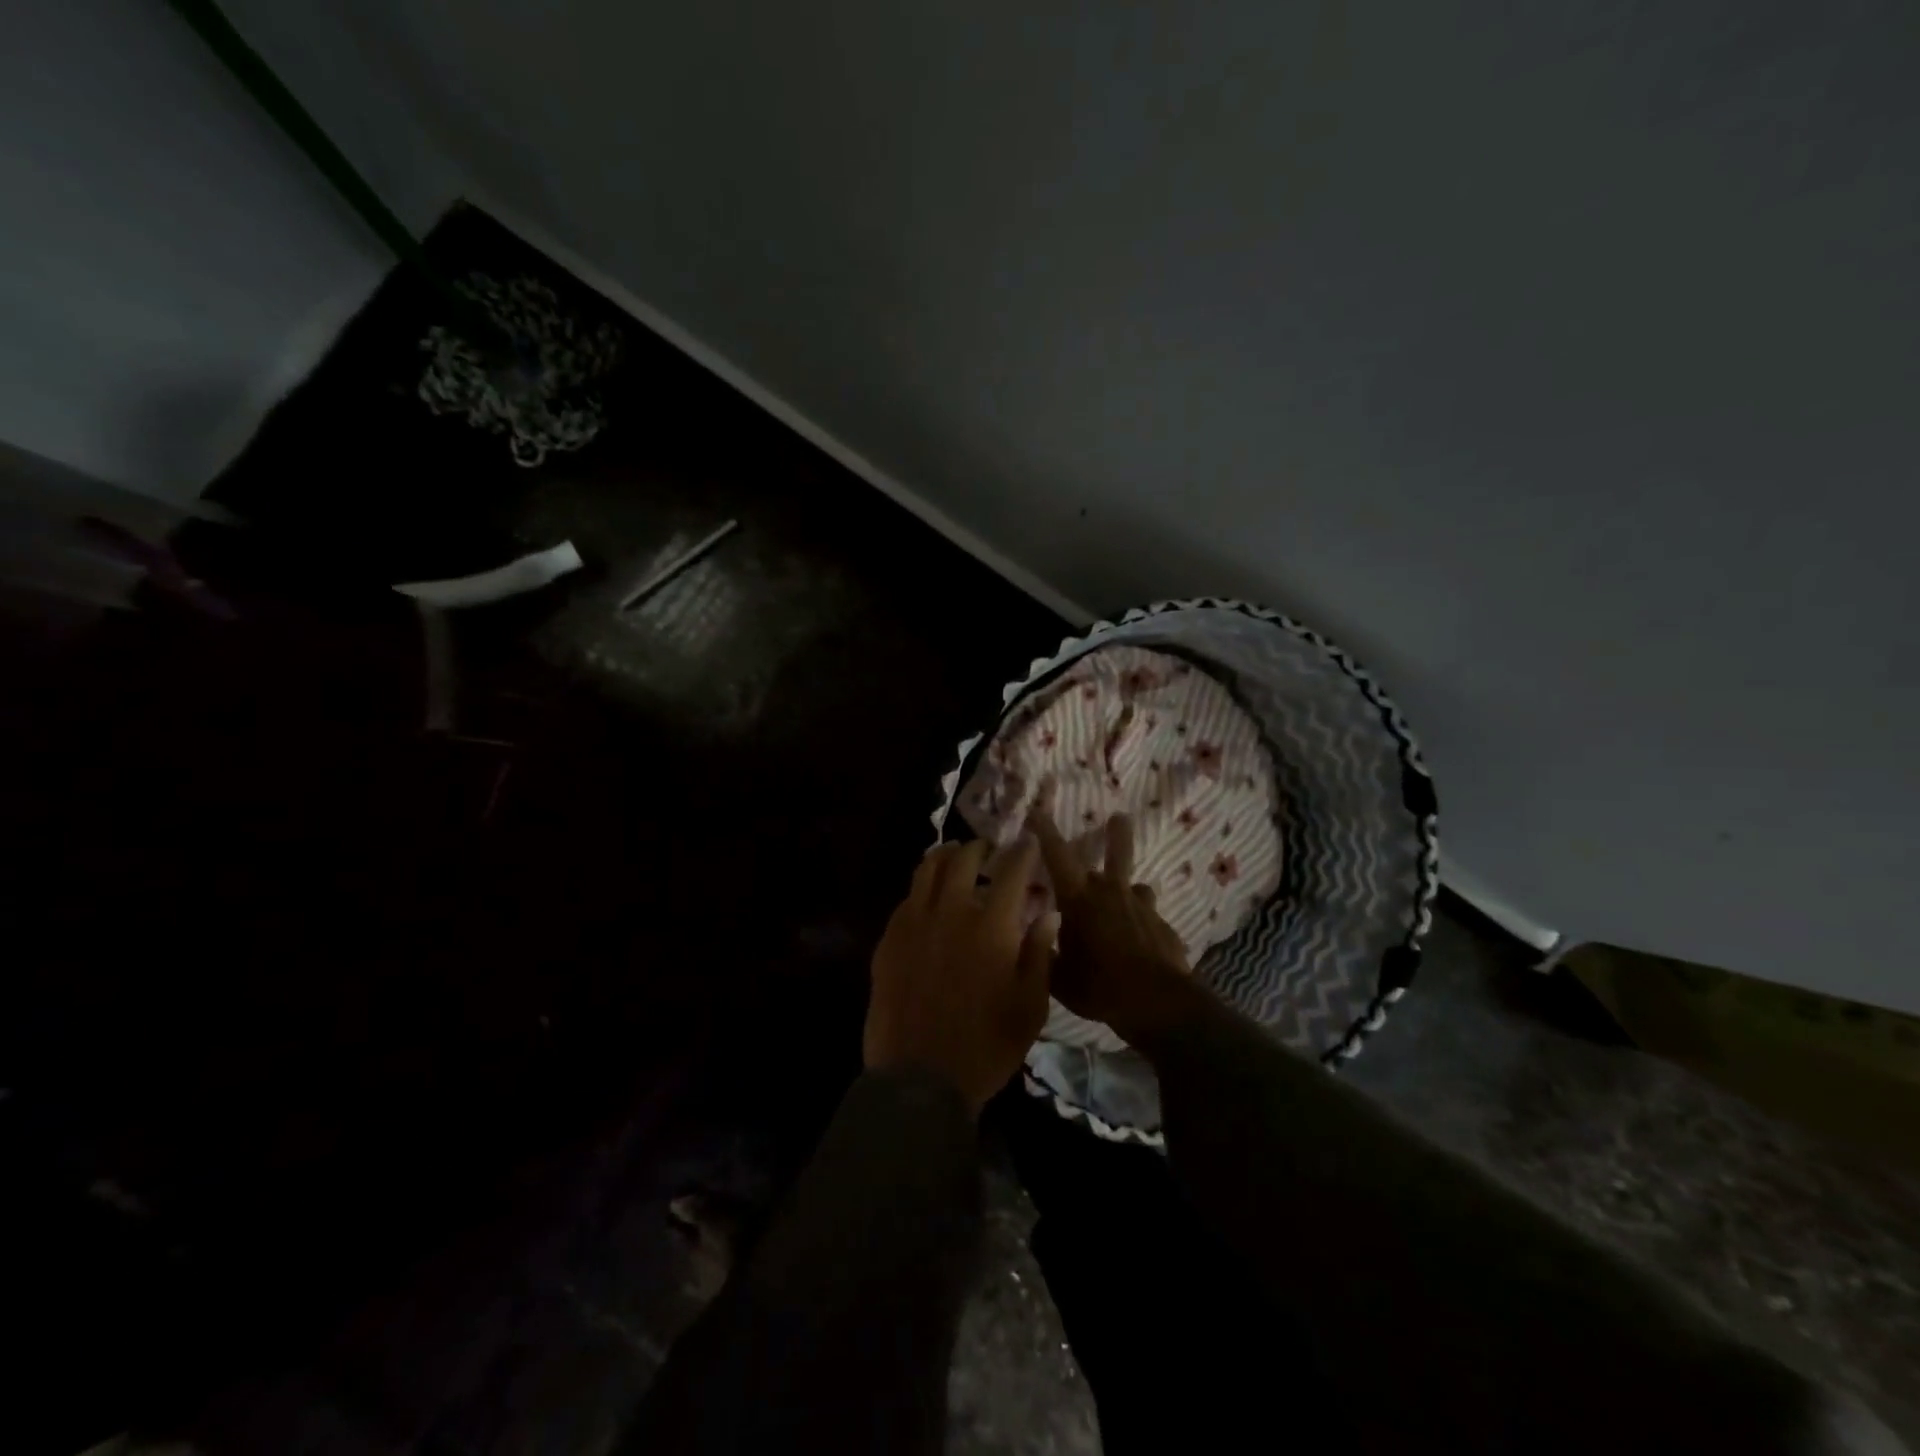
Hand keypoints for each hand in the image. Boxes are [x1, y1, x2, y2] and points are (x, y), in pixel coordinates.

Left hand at [865, 838, 1056, 1114]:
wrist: (920, 1078)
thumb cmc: (987, 1046)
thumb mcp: (1030, 1007)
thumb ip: (1039, 953)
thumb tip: (1049, 914)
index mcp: (992, 926)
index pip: (1012, 871)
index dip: (1023, 852)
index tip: (1028, 842)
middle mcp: (951, 912)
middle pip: (964, 860)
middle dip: (980, 848)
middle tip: (989, 850)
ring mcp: (914, 923)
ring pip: (927, 870)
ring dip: (945, 856)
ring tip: (954, 855)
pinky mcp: (889, 939)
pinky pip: (907, 898)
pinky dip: (922, 887)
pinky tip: (927, 896)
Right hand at [1028, 805, 1200, 1052]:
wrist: (1157, 1003)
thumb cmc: (1098, 986)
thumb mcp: (1058, 977)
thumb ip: (1045, 952)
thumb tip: (1035, 935)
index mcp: (1078, 899)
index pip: (1057, 854)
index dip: (1045, 830)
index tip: (1037, 810)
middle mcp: (1110, 893)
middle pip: (1116, 853)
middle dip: (1115, 833)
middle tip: (1120, 817)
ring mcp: (1142, 908)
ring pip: (1136, 884)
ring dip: (1129, 887)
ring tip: (1128, 895)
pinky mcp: (1163, 926)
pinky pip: (1149, 917)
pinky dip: (1142, 923)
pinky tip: (1142, 942)